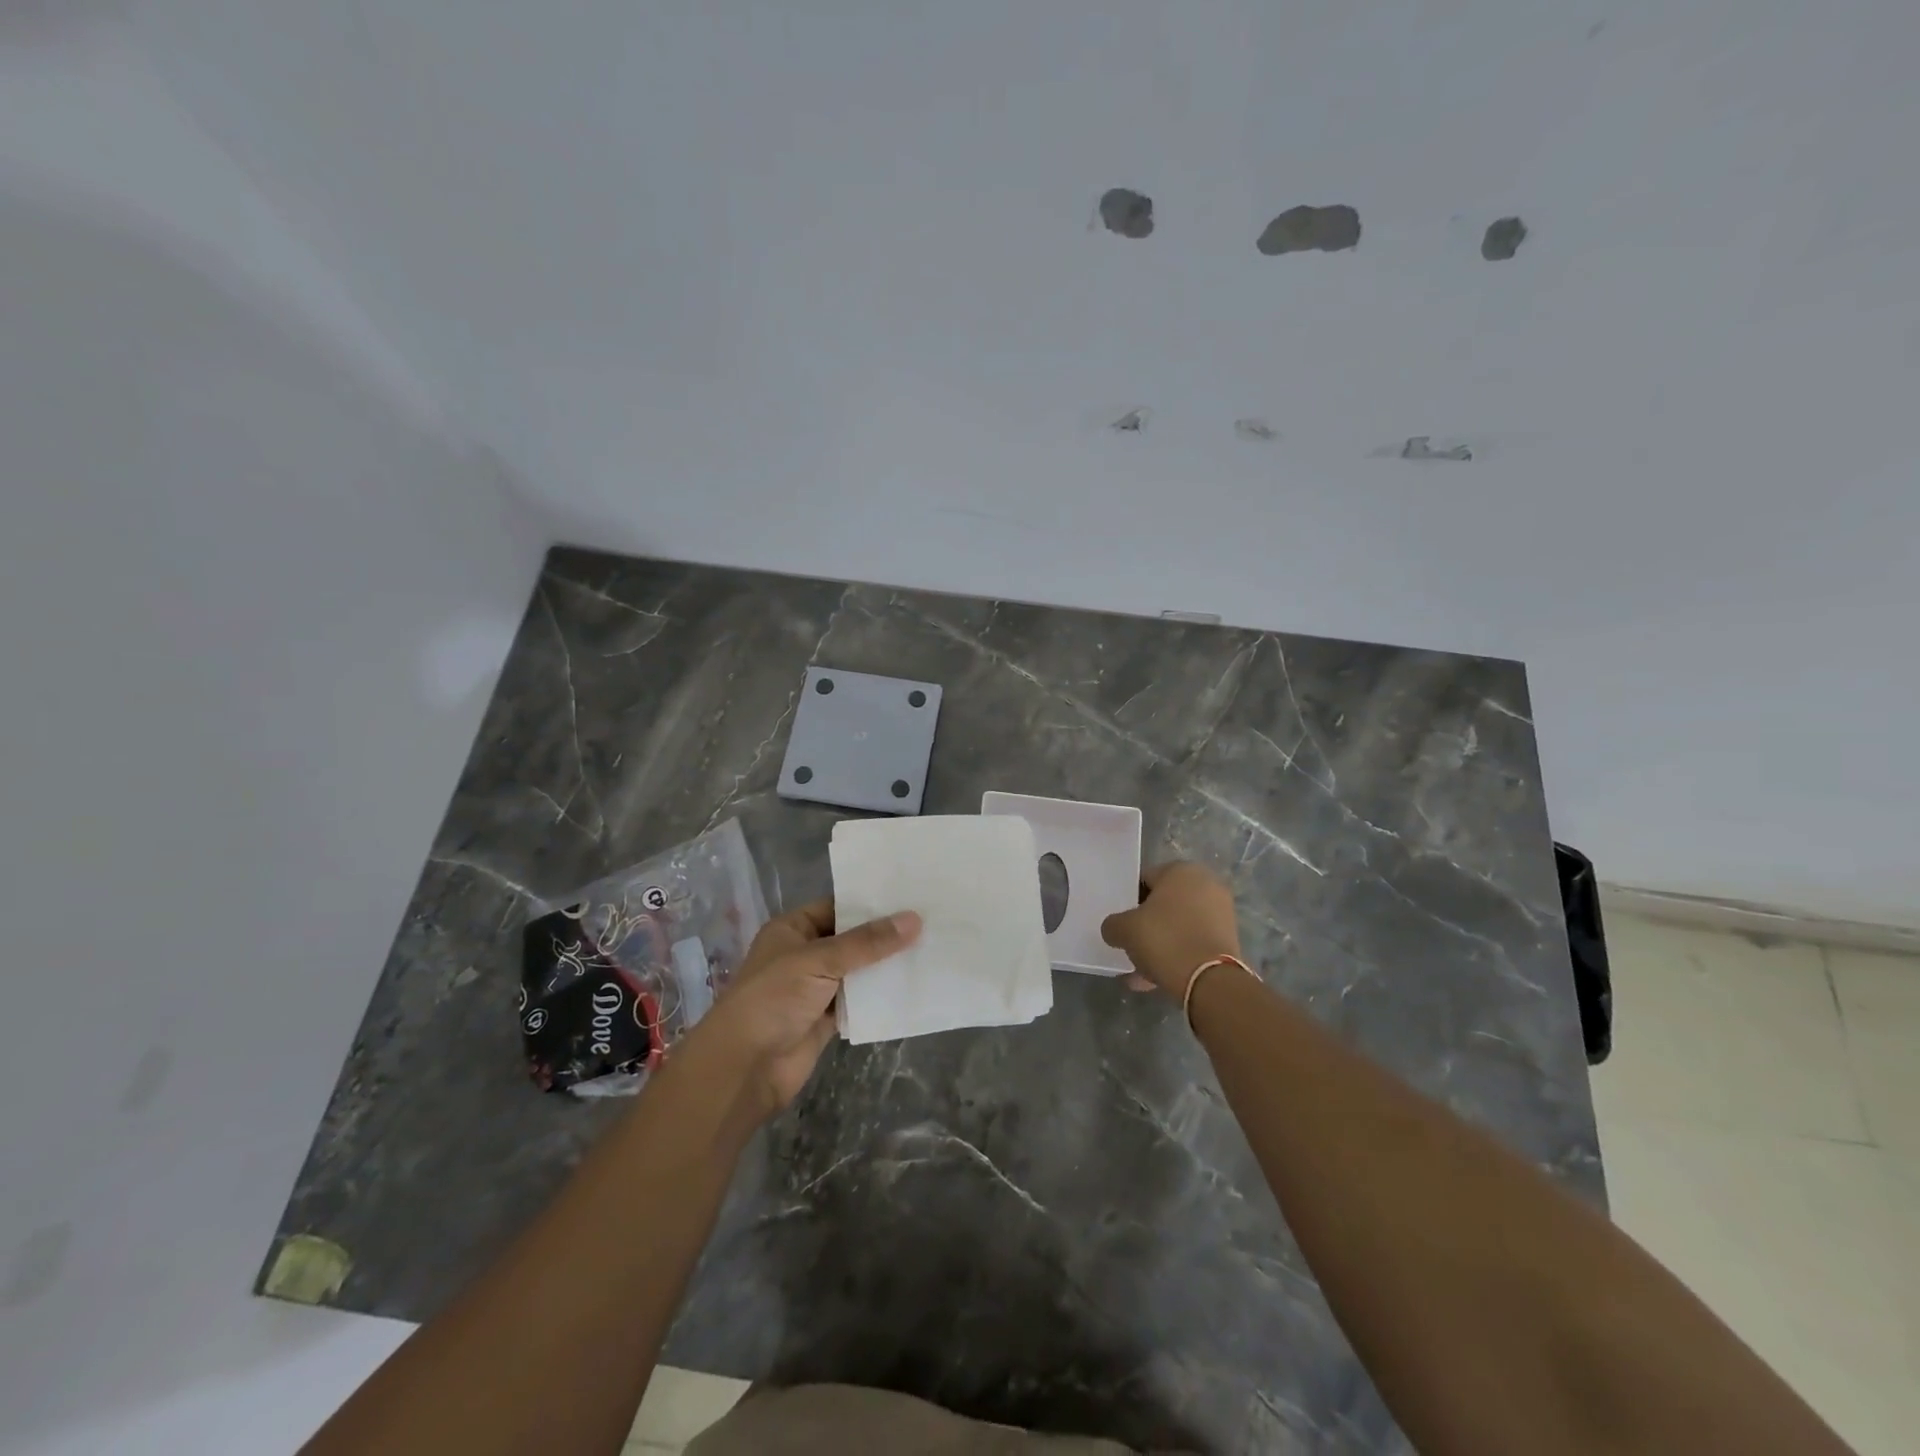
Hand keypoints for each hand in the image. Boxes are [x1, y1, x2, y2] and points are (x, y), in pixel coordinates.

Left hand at [686, 899, 919, 1120]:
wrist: (745, 1067)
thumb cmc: (774, 998)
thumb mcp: (820, 960)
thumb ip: (867, 942)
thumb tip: (914, 919)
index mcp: (793, 929)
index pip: (837, 906)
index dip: (870, 903)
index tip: (910, 896)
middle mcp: (804, 954)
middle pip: (851, 939)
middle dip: (884, 935)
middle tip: (930, 921)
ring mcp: (815, 988)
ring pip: (857, 971)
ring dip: (885, 966)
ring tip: (930, 949)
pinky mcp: (826, 1019)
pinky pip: (859, 1001)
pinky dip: (880, 997)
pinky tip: (912, 986)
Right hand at [1100, 861, 1241, 996]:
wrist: (1210, 981)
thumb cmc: (1164, 940)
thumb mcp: (1124, 930)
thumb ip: (1113, 925)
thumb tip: (1115, 929)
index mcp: (1181, 870)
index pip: (1145, 880)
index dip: (1129, 901)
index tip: (1122, 923)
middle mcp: (1206, 884)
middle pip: (1164, 904)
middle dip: (1147, 925)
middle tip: (1131, 945)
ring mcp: (1221, 912)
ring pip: (1179, 926)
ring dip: (1161, 944)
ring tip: (1141, 971)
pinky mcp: (1229, 939)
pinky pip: (1193, 943)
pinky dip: (1177, 956)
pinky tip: (1157, 979)